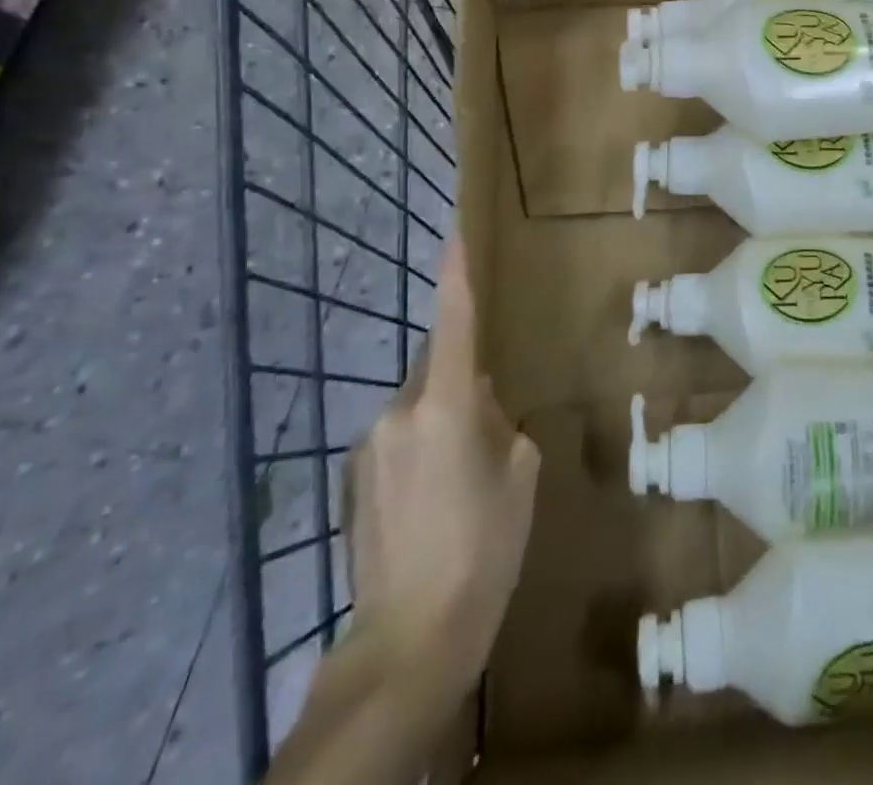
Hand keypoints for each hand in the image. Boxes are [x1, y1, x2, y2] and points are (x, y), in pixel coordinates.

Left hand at [347, 239, 540, 677]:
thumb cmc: (484, 548)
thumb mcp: (518, 475)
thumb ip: (498, 421)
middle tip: (489, 436)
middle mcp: (399, 412)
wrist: (410, 637)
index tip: (454, 234)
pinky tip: (433, 503)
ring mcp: (370, 445)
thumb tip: (478, 402)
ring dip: (441, 421)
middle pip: (438, 369)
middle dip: (463, 382)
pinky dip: (419, 449)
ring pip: (418, 407)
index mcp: (446, 406)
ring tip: (462, 483)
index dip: (455, 276)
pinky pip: (398, 438)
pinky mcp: (353, 477)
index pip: (454, 324)